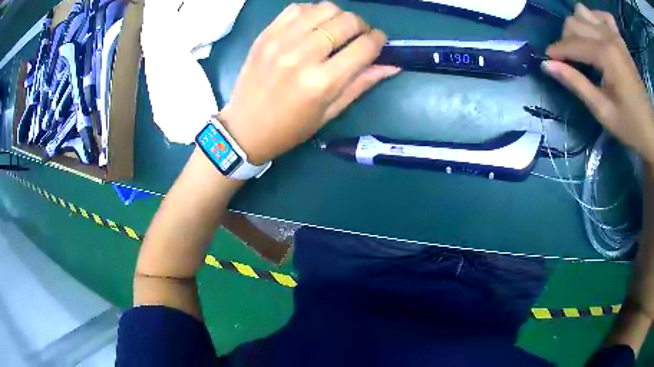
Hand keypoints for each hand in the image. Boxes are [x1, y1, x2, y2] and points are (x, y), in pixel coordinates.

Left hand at [219, 2, 399, 164]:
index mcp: (322, 82)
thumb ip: (361, 84)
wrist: (244, 128)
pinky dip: (312, 13)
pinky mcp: (266, 34)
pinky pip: (297, 8)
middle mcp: (302, 55)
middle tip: (358, 37)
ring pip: (324, 8)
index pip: (364, 47)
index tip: (379, 43)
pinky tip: (312, 27)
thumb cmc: (290, 128)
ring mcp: (281, 40)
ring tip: (335, 31)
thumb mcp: (330, 113)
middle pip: (347, 21)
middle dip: (362, 26)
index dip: (379, 41)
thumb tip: (392, 65)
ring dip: (338, 17)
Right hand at [543, 3, 653, 163]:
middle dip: (566, 38)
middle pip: (575, 22)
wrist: (651, 129)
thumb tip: (548, 65)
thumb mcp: (603, 111)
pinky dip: (595, 19)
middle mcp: (608, 36)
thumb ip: (576, 84)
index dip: (557, 51)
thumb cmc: (631, 125)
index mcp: (606, 55)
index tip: (548, 60)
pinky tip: (598, 34)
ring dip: (578, 26)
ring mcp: (615, 34)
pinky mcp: (620, 38)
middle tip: (567, 59)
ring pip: (584, 12)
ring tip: (582, 45)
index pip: (573, 44)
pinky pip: (602, 15)